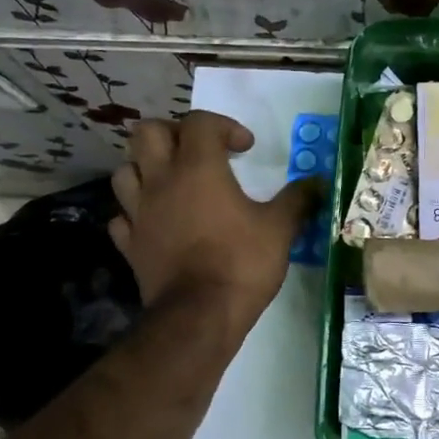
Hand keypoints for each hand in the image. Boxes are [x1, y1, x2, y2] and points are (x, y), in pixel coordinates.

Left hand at [109, 112, 321, 331]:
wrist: (199, 316)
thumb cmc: (241, 263)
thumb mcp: (280, 229)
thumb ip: (297, 200)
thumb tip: (317, 183)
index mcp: (198, 168)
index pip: (199, 122)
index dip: (224, 126)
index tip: (245, 149)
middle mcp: (161, 181)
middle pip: (148, 133)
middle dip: (173, 133)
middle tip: (198, 153)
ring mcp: (139, 212)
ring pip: (125, 170)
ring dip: (146, 168)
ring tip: (171, 182)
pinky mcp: (129, 244)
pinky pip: (122, 216)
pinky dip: (135, 212)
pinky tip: (154, 221)